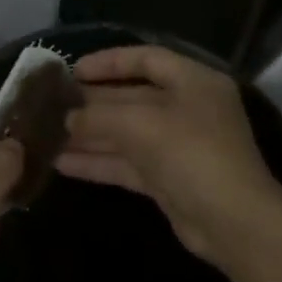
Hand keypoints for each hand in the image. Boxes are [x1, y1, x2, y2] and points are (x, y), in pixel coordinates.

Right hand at [55, 46, 281, 264]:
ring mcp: (177, 146)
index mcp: (193, 82)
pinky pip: (125, 163)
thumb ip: (99, 116)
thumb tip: (67, 118)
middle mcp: (187, 109)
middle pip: (132, 97)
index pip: (147, 59)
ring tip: (47, 134)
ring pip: (125, 133)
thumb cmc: (192, 153)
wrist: (233, 223)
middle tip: (52, 105)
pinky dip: (97, 162)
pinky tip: (61, 163)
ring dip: (88, 135)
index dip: (109, 62)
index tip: (73, 70)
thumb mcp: (140, 124)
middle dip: (92, 103)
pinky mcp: (167, 179)